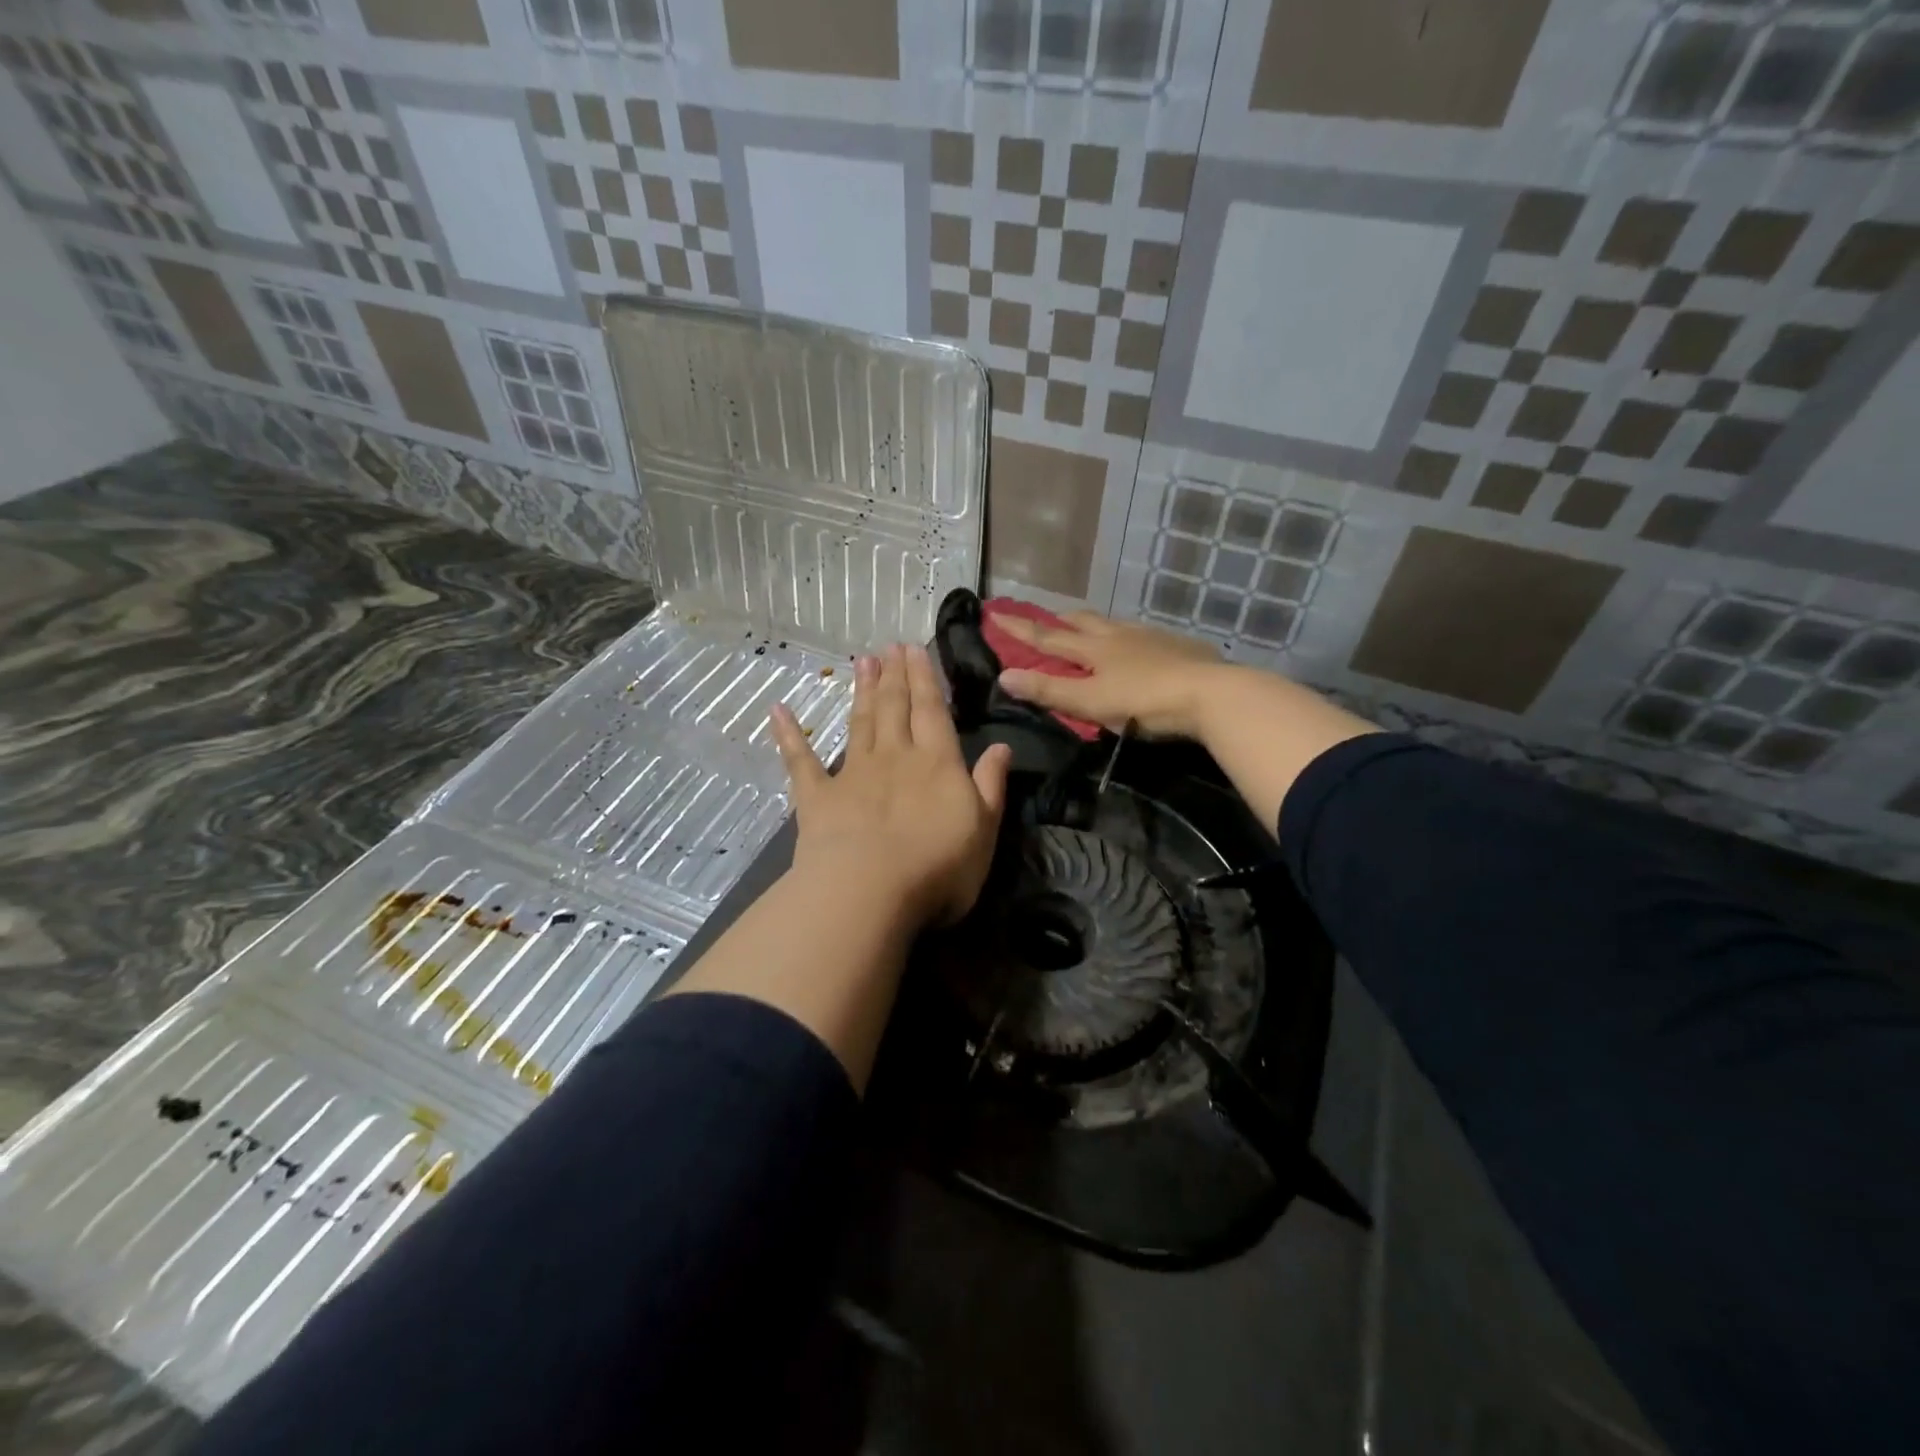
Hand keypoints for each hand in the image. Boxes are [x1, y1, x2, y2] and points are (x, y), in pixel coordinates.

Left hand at [770, 644, 1012, 928]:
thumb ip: (990, 785)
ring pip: (859, 723)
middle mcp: (895, 756)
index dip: (924, 678)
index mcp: (937, 762)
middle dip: (894, 675)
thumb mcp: (983, 829)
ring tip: (863, 661)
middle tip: (890, 645)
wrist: (869, 890)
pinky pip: (801, 760)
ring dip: (861, 691)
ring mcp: (853, 773)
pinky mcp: (818, 797)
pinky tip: (778, 711)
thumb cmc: (937, 866)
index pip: (932, 710)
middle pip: (894, 707)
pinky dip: (788, 734)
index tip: (915, 648)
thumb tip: (1002, 746)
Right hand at [993, 611, 1225, 739]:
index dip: (1019, 628)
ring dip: (1094, 624)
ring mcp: (1150, 637)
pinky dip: (1128, 636)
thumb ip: (1049, 691)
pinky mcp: (1177, 646)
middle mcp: (1118, 635)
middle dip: (1059, 620)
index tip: (995, 612)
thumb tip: (1004, 675)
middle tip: (1047, 619)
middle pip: (1082, 621)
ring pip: (1114, 624)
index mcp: (1093, 649)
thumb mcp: (1090, 702)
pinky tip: (1138, 646)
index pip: (1047, 637)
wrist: (1210, 694)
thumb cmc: (1144, 702)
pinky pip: (1143, 634)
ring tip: (1090, 629)